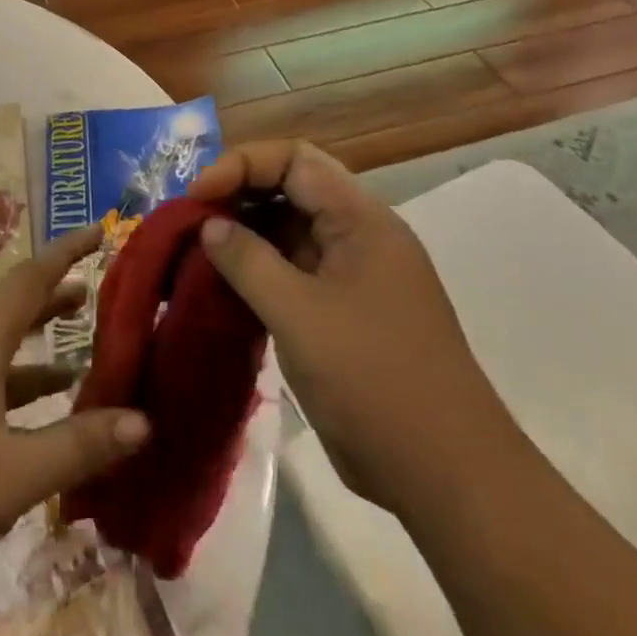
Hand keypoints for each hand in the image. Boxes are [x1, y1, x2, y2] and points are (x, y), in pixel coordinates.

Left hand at [0, 227, 148, 622]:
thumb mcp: (14, 474)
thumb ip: (78, 446)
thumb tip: (143, 420)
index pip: (28, 281)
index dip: (65, 253)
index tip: (98, 231)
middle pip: (9, 314)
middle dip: (51, 302)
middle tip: (91, 295)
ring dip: (33, 356)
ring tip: (75, 367)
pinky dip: (9, 395)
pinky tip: (24, 429)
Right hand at [189, 140, 514, 515]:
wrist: (446, 475)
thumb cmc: (374, 380)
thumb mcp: (300, 315)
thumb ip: (248, 261)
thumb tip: (209, 224)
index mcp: (361, 220)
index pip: (295, 160)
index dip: (242, 165)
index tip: (197, 196)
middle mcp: (359, 236)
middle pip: (292, 189)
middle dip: (238, 196)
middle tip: (190, 221)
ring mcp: (353, 276)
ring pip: (290, 233)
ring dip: (244, 236)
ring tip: (196, 253)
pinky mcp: (343, 313)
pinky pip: (293, 273)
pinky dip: (257, 273)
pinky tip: (222, 289)